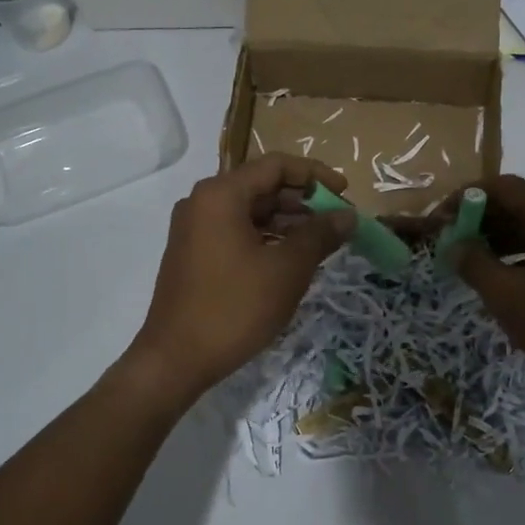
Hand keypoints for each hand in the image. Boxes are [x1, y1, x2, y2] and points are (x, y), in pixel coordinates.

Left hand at [126, 153, 354, 400]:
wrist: (176, 359)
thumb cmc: (235, 308)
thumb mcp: (287, 269)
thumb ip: (320, 235)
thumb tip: (348, 215)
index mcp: (221, 194)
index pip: (276, 165)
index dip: (315, 174)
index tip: (346, 193)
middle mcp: (202, 202)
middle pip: (262, 186)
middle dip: (303, 200)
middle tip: (337, 222)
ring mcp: (194, 229)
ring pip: (249, 211)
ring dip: (287, 222)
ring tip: (321, 243)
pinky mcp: (193, 253)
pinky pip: (236, 231)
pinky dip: (266, 238)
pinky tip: (290, 259)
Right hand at [444, 175, 524, 398]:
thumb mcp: (506, 296)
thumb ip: (473, 262)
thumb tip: (453, 244)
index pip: (504, 187)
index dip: (467, 198)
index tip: (442, 220)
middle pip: (522, 201)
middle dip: (483, 218)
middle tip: (454, 242)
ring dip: (502, 235)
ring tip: (473, 260)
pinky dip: (524, 249)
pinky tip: (506, 274)